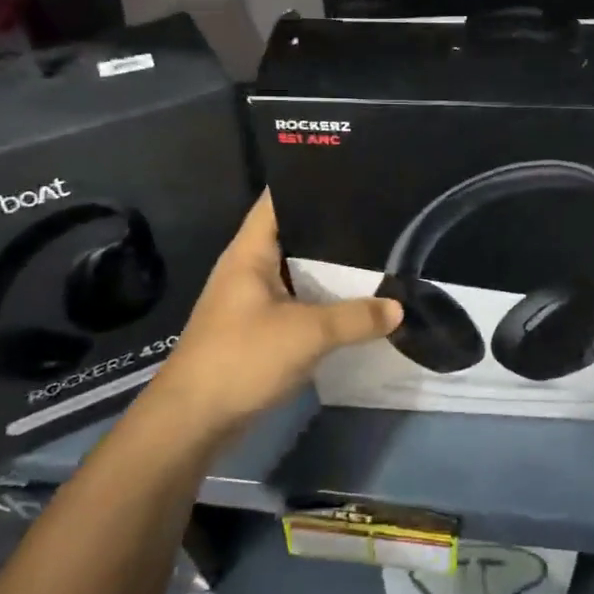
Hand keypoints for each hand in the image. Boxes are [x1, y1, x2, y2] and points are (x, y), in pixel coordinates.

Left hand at [150, 192, 402, 434]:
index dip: (308, 181)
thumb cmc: (242, 358)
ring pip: (296, 272)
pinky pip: (296, 303)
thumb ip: (356, 318)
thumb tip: (399, 308)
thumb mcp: (307, 333)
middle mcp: (248, 269)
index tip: (350, 173)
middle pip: (293, 235)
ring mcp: (251, 300)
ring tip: (376, 252)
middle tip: (377, 215)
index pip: (277, 200)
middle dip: (331, 227)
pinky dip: (321, 301)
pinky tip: (354, 302)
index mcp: (249, 253)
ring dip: (329, 268)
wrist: (194, 420)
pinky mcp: (257, 330)